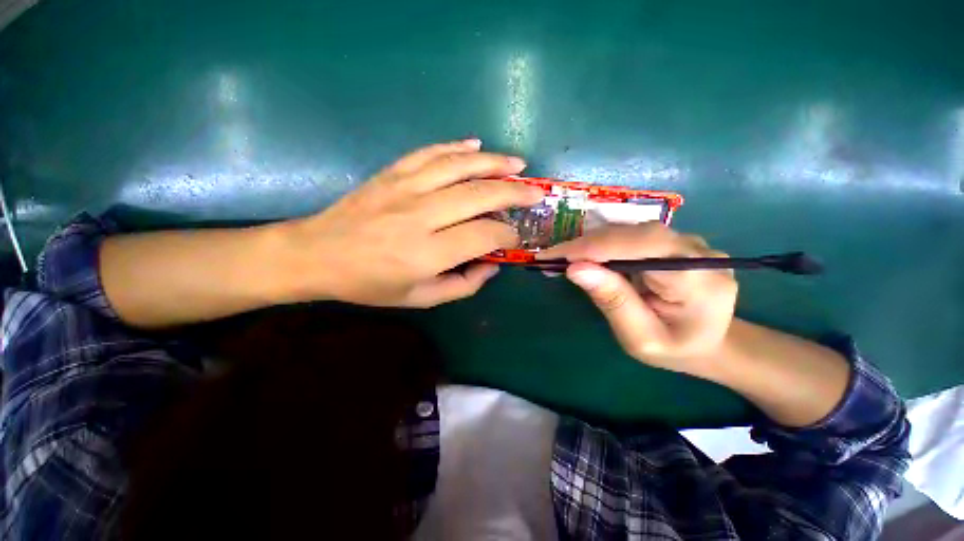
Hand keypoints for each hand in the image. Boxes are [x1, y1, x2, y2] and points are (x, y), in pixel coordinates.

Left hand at [279, 140, 543, 307]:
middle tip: (535, 192)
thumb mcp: (420, 298)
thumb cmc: (371, 283)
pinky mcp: (393, 173)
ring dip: (494, 162)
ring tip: (518, 163)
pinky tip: (476, 145)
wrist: (318, 254)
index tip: (515, 236)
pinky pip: (430, 153)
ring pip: (459, 166)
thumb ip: (462, 285)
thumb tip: (491, 265)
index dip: (506, 234)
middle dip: (514, 192)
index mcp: (427, 253)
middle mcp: (421, 215)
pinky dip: (456, 147)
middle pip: (479, 195)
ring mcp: (405, 188)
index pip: (483, 235)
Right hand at [536, 223, 737, 373]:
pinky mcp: (675, 242)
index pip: (643, 246)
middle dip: (588, 245)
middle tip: (553, 258)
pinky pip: (633, 236)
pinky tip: (588, 257)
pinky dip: (604, 245)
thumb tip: (575, 268)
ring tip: (565, 258)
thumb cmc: (675, 349)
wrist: (710, 343)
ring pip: (631, 231)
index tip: (555, 256)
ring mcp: (689, 243)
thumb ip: (613, 301)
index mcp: (699, 280)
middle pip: (634, 234)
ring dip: (593, 243)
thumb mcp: (640, 338)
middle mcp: (698, 252)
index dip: (595, 247)